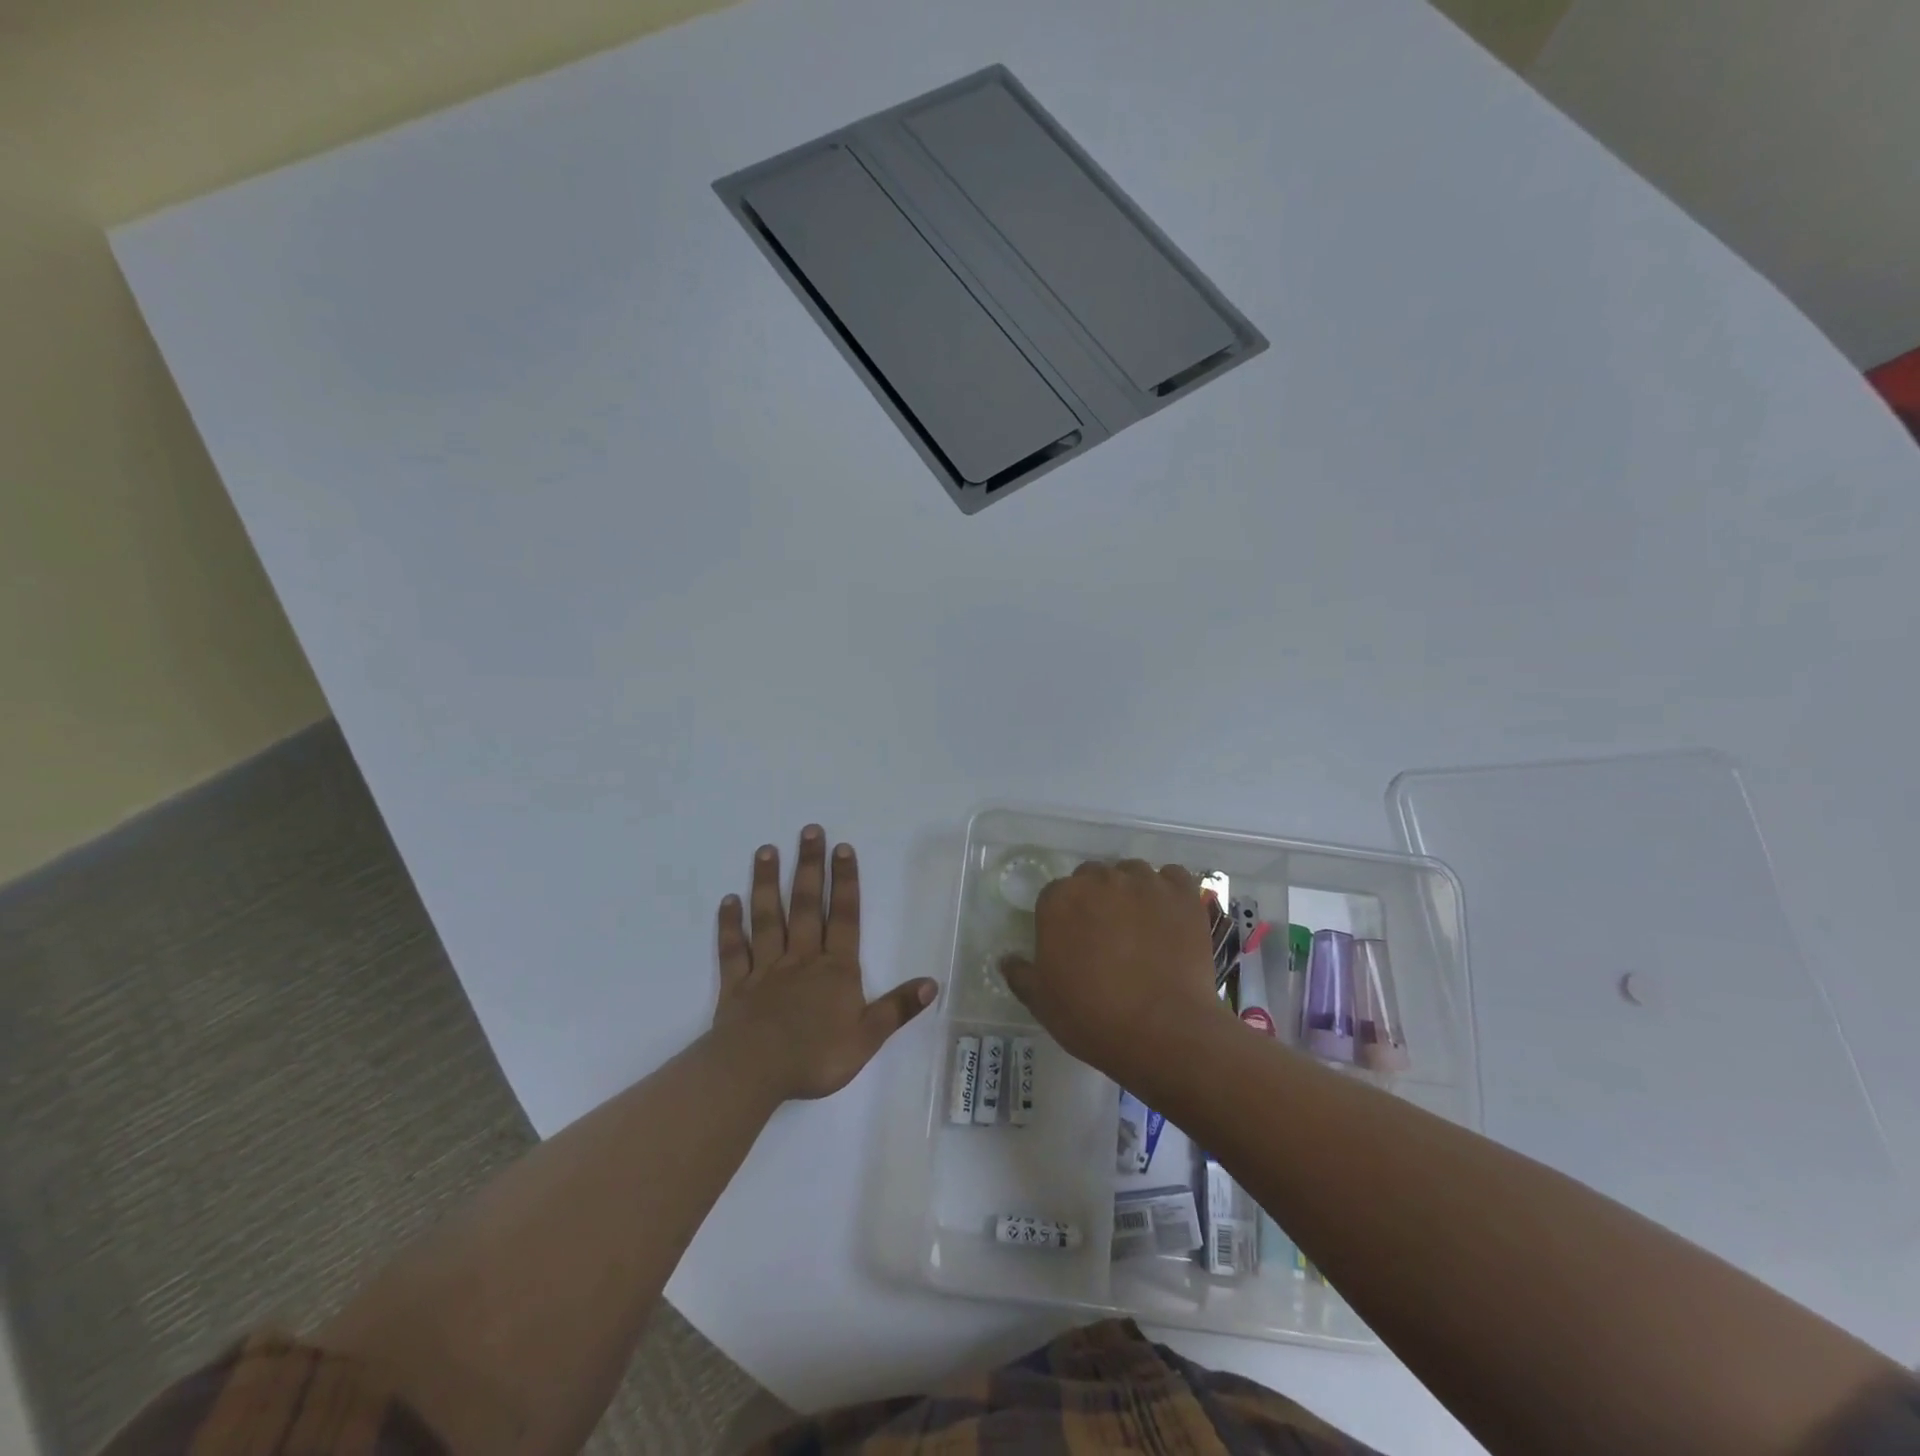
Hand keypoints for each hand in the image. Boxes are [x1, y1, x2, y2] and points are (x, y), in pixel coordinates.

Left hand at [711, 825, 936, 1101]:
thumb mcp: (867, 1037)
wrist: (754, 1072)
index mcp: (835, 969)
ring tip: (766, 850)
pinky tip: (728, 901)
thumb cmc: (815, 1056)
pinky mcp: (736, 985)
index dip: (845, 882)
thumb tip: (931, 983)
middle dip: (809, 867)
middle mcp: (801, 958)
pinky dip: (730, 925)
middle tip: (809, 831)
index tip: (842, 848)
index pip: (844, 917)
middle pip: (806, 906)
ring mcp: (766, 968)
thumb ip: (897, 1008)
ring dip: (767, 883)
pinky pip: (734, 949)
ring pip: (768, 918)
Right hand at [1001, 860, 1230, 1082]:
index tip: (1074, 943)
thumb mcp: (1042, 1002)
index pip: (1055, 894)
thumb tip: (1007, 959)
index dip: (1064, 918)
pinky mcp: (1182, 894)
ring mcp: (1144, 883)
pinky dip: (1169, 891)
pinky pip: (1172, 877)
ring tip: (1142, 926)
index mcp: (1059, 900)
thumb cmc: (1092, 1017)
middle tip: (1107, 936)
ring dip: (1132, 891)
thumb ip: (1020, 974)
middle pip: (1093, 876)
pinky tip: (1170, 918)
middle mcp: (1099, 880)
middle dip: (1096, 899)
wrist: (1163, 1031)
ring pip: (1132, 873)